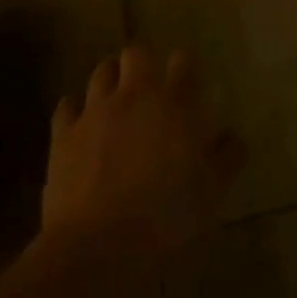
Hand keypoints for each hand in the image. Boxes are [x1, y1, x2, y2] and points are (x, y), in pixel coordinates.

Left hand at [41, 46, 243, 261]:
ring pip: (101, 72)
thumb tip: (232, 136)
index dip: (185, 65)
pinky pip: (67, 105)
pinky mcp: (64, 133)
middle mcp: (134, 96)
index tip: (188, 79)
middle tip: (149, 84)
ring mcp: (95, 111)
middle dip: (143, 62)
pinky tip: (81, 123)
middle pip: (137, 53)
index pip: (183, 62)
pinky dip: (75, 108)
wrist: (99, 243)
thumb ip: (226, 157)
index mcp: (175, 105)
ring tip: (116, 97)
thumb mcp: (212, 192)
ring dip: (111, 78)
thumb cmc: (166, 216)